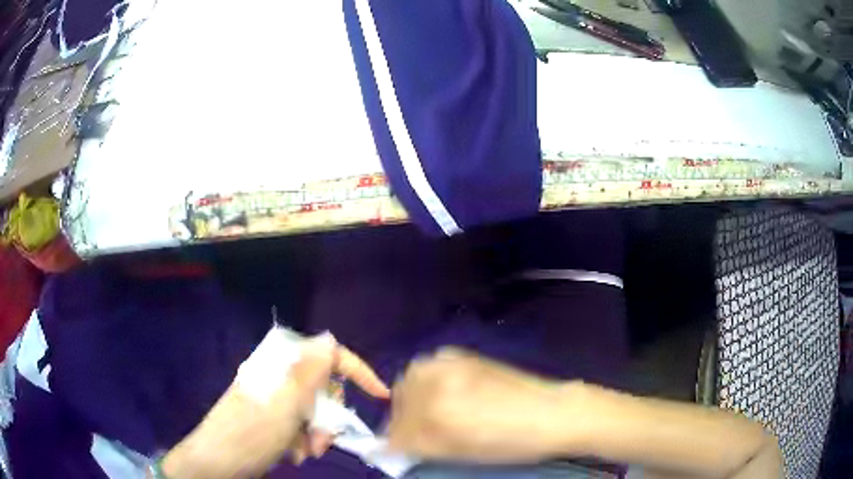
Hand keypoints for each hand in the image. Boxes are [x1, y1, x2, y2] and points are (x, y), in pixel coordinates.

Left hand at [161, 333, 389, 477]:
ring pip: (314, 411)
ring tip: (306, 453)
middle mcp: (279, 377)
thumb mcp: (285, 405)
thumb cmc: (251, 434)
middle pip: (324, 388)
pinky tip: (294, 454)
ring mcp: (274, 399)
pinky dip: (303, 440)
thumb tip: (329, 338)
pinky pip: (300, 425)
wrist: (217, 462)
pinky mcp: (271, 419)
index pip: (328, 356)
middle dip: (330, 416)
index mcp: (280, 365)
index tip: (378, 395)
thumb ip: (309, 372)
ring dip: (317, 434)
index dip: (356, 371)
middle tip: (323, 441)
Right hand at [387, 347, 572, 463]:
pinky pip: (431, 365)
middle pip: (400, 398)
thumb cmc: (512, 442)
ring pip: (411, 378)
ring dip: (411, 396)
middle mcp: (439, 383)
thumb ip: (423, 447)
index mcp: (437, 413)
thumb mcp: (462, 452)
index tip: (393, 449)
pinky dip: (427, 379)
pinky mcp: (465, 356)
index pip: (398, 429)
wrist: (551, 413)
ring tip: (426, 412)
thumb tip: (394, 445)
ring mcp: (453, 365)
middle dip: (401, 417)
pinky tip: (442, 392)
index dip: (393, 442)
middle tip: (411, 432)